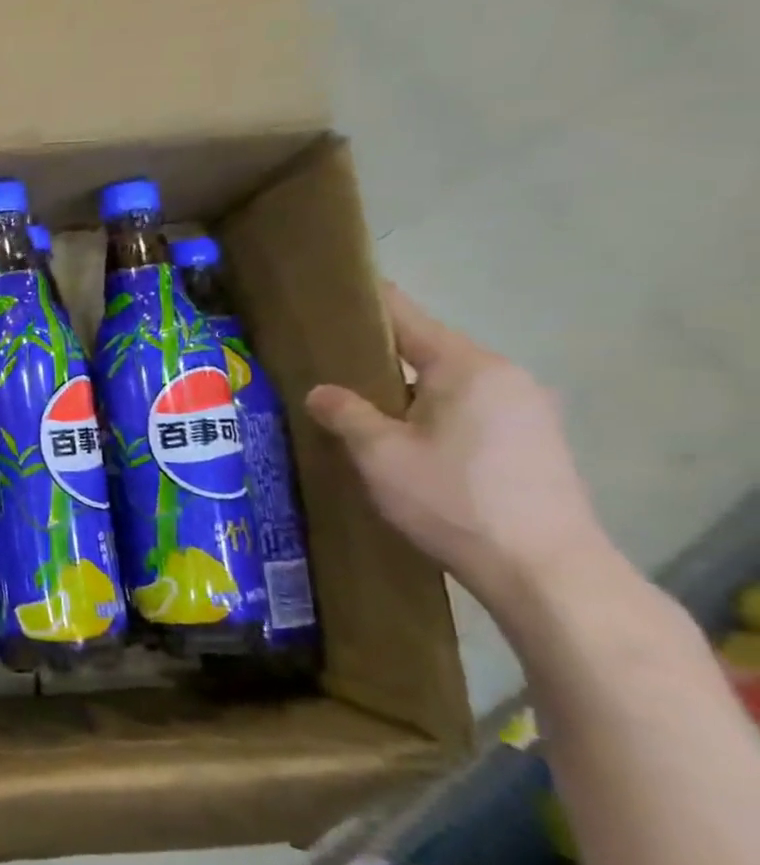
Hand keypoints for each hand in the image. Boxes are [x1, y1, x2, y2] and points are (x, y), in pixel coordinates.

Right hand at [306, 284, 609, 617]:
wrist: (544, 569)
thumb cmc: (453, 499)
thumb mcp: (380, 455)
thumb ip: (346, 413)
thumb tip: (321, 391)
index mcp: (468, 367)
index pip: (408, 318)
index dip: (368, 305)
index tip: (332, 295)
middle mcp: (505, 377)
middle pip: (429, 352)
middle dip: (380, 360)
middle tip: (329, 370)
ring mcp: (528, 411)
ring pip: (449, 386)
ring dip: (406, 394)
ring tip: (361, 413)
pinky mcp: (536, 443)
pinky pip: (470, 411)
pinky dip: (433, 416)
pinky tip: (407, 446)